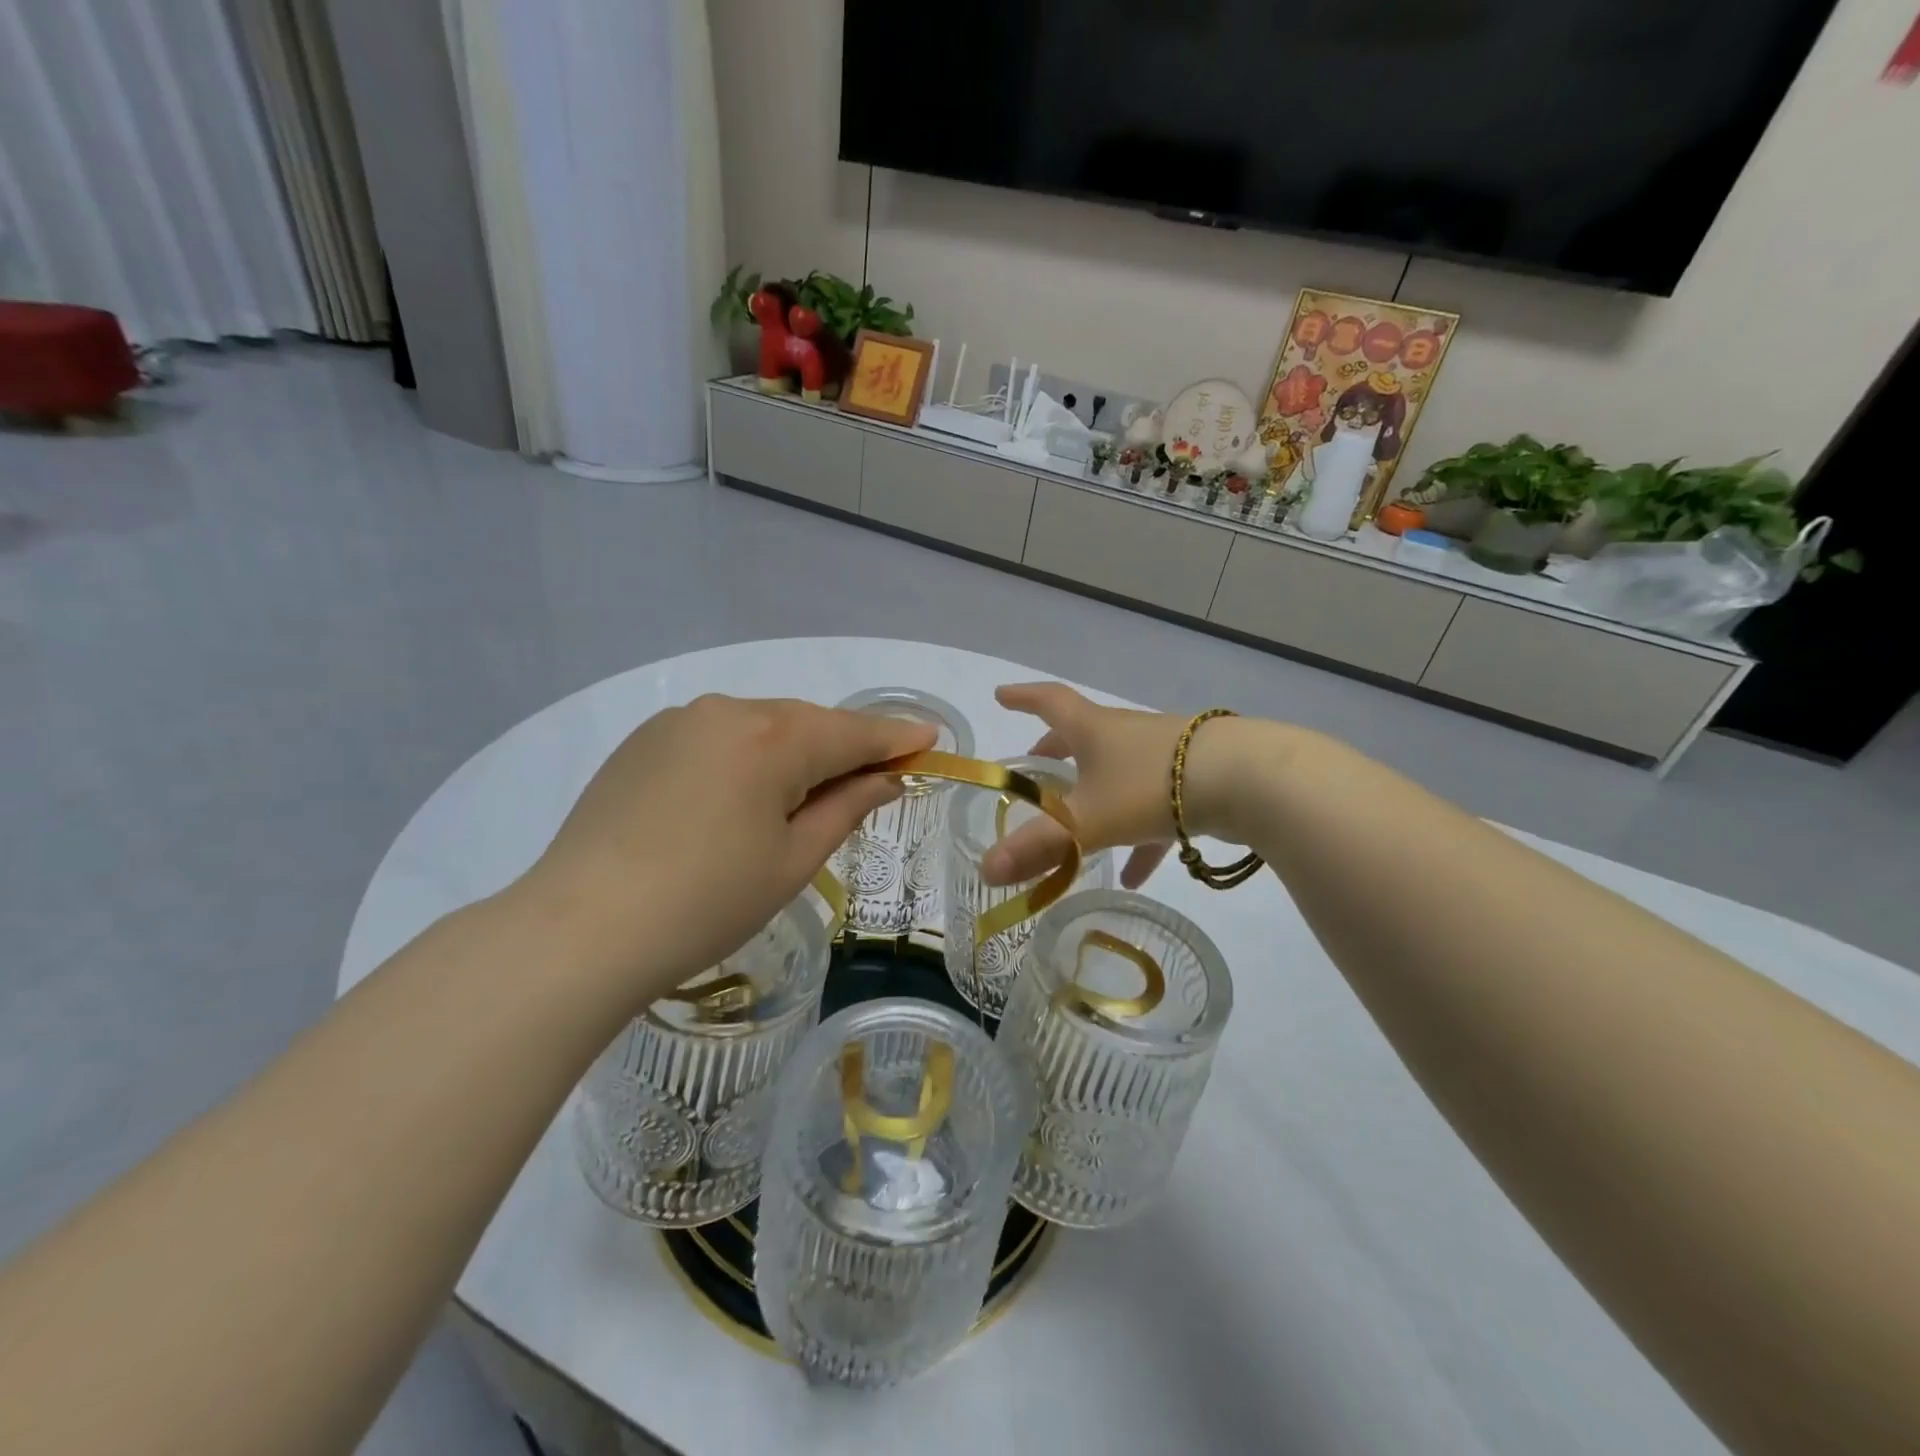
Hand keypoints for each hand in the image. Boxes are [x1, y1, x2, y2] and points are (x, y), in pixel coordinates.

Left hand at [516, 695, 934, 1001]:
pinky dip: (747, 755)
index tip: (930, 736)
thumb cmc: (706, 904)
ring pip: (761, 726)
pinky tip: (741, 795)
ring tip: (804, 795)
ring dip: (793, 751)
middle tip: (874, 777)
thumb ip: (846, 806)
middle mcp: (727, 711)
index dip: (895, 737)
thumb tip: (886, 778)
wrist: (581, 930)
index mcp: (772, 738)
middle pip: (806, 723)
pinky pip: (718, 736)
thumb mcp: (792, 860)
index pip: (853, 732)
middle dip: (843, 747)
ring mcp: (679, 722)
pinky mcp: (644, 741)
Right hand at [982, 682, 1257, 889]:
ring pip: (1119, 774)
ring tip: (1077, 833)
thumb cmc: (1151, 786)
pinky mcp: (1194, 780)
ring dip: (1096, 798)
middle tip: (1036, 763)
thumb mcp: (1088, 821)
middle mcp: (1126, 734)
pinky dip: (1139, 836)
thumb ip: (1038, 847)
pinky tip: (1136, 876)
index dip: (1022, 698)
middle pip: (1083, 735)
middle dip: (1056, 749)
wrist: (1248, 780)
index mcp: (1094, 730)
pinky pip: (1154, 809)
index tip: (1001, 695)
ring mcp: (1163, 755)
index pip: (1049, 702)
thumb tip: (985, 871)